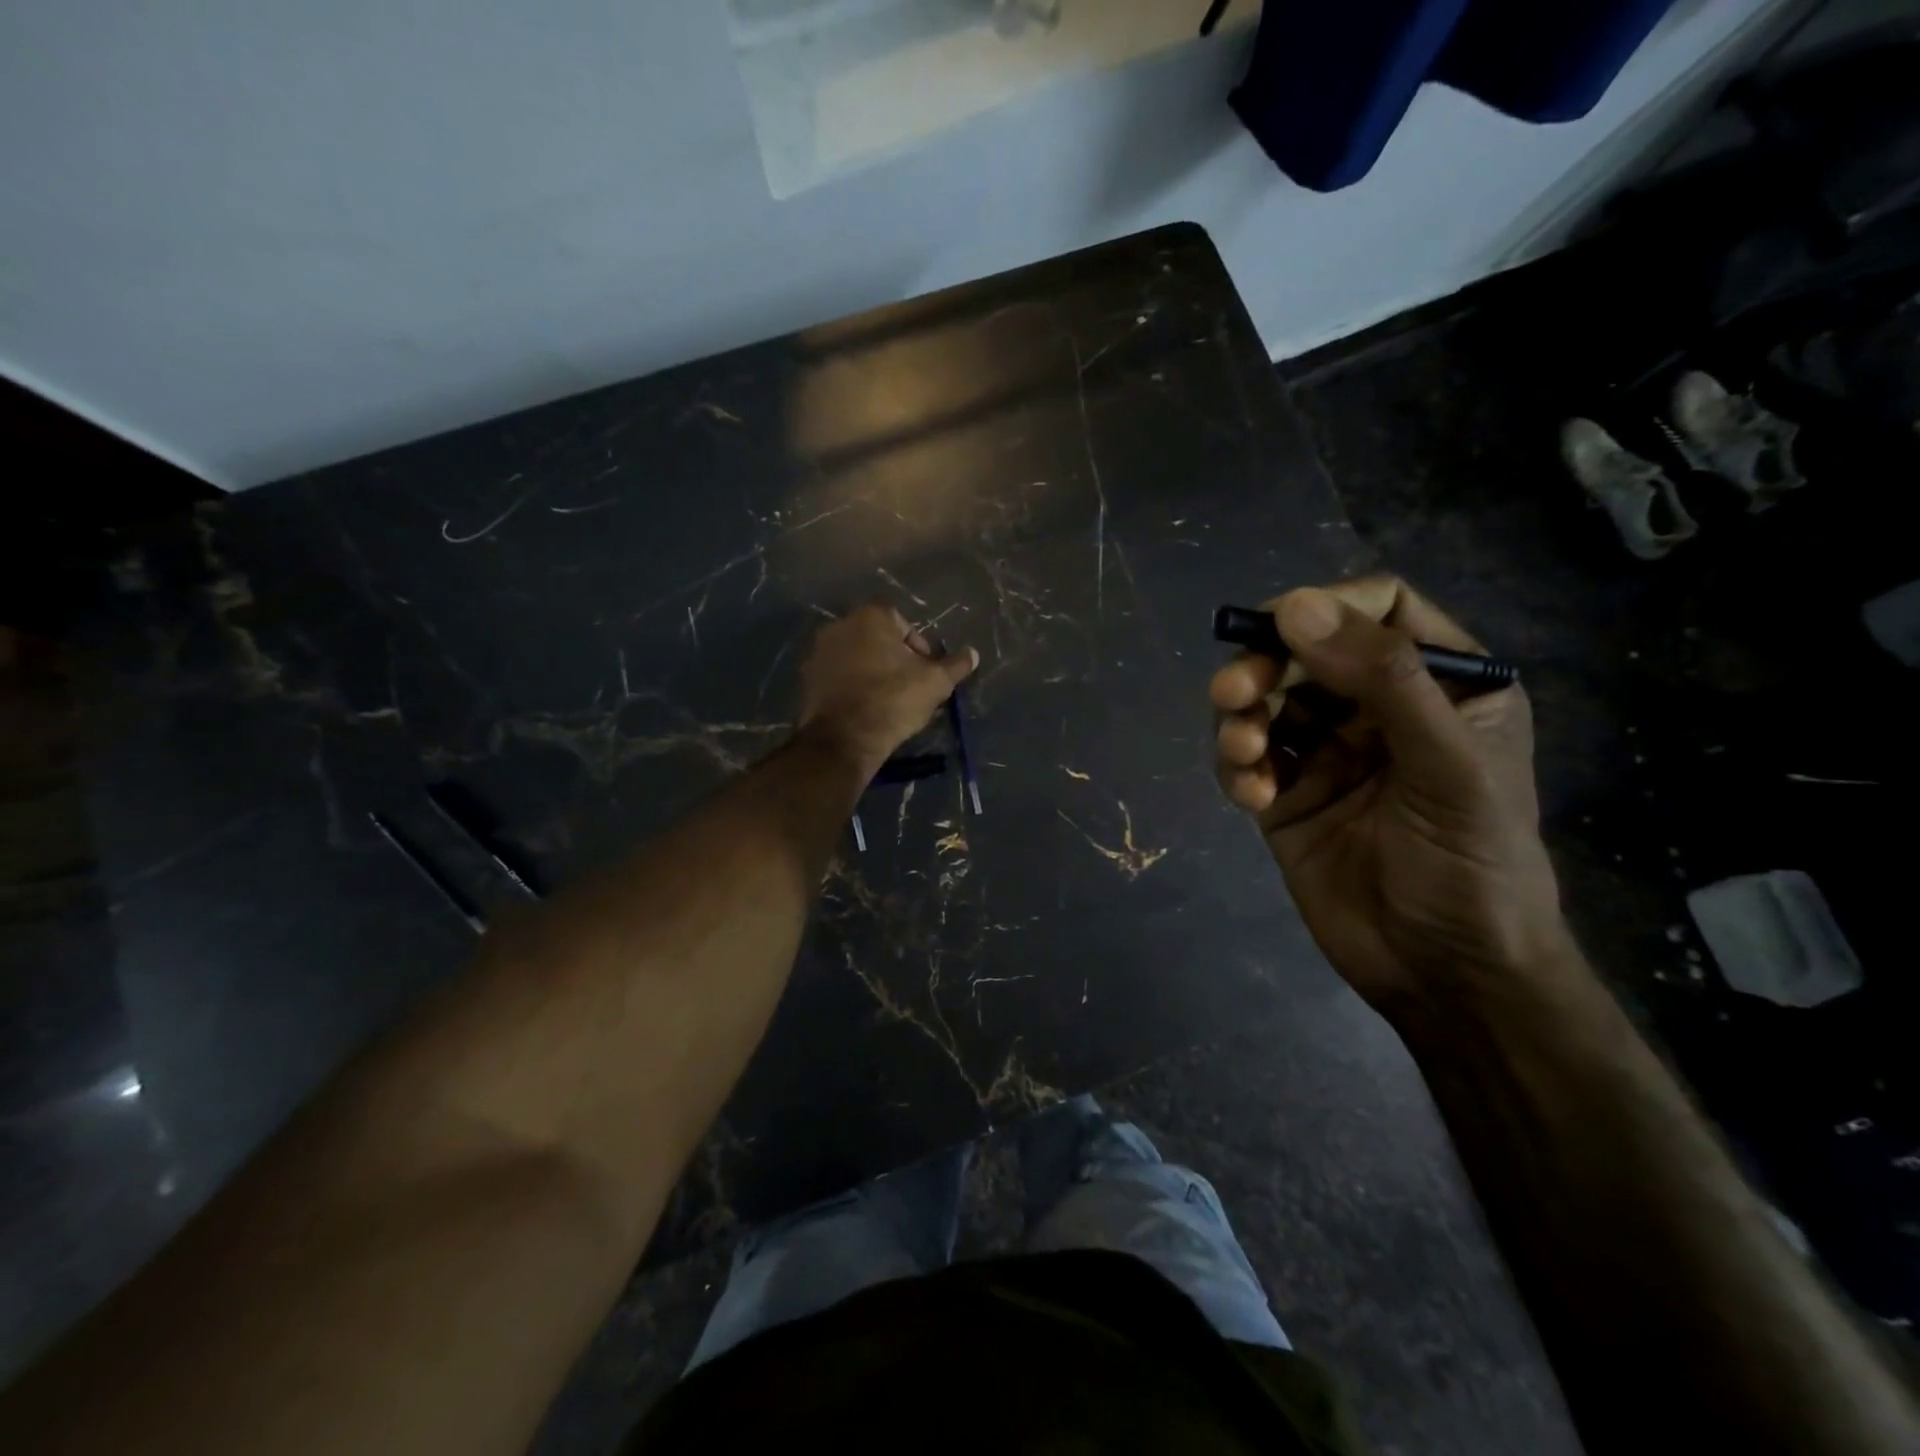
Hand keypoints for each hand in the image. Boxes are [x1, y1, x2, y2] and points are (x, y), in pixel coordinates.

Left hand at [798, 604, 977, 773]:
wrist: (845, 739)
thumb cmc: (894, 700)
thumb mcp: (935, 683)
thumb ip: (955, 665)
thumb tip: (973, 654)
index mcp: (871, 616)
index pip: (904, 624)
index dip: (920, 649)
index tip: (926, 673)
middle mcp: (839, 625)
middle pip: (878, 639)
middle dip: (894, 659)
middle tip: (910, 687)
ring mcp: (818, 652)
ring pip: (856, 657)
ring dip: (872, 672)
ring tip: (888, 700)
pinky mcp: (807, 678)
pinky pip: (838, 676)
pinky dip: (852, 686)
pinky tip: (865, 708)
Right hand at [1211, 576, 1570, 1015]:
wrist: (1445, 976)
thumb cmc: (1471, 868)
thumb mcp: (1446, 768)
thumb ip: (1382, 680)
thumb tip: (1295, 606)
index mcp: (1443, 686)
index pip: (1381, 610)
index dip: (1328, 606)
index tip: (1279, 626)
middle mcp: (1380, 710)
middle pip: (1306, 653)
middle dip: (1264, 668)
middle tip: (1234, 694)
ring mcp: (1328, 754)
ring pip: (1266, 704)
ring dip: (1240, 720)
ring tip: (1242, 756)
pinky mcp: (1288, 796)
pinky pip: (1247, 759)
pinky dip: (1237, 769)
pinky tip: (1251, 798)